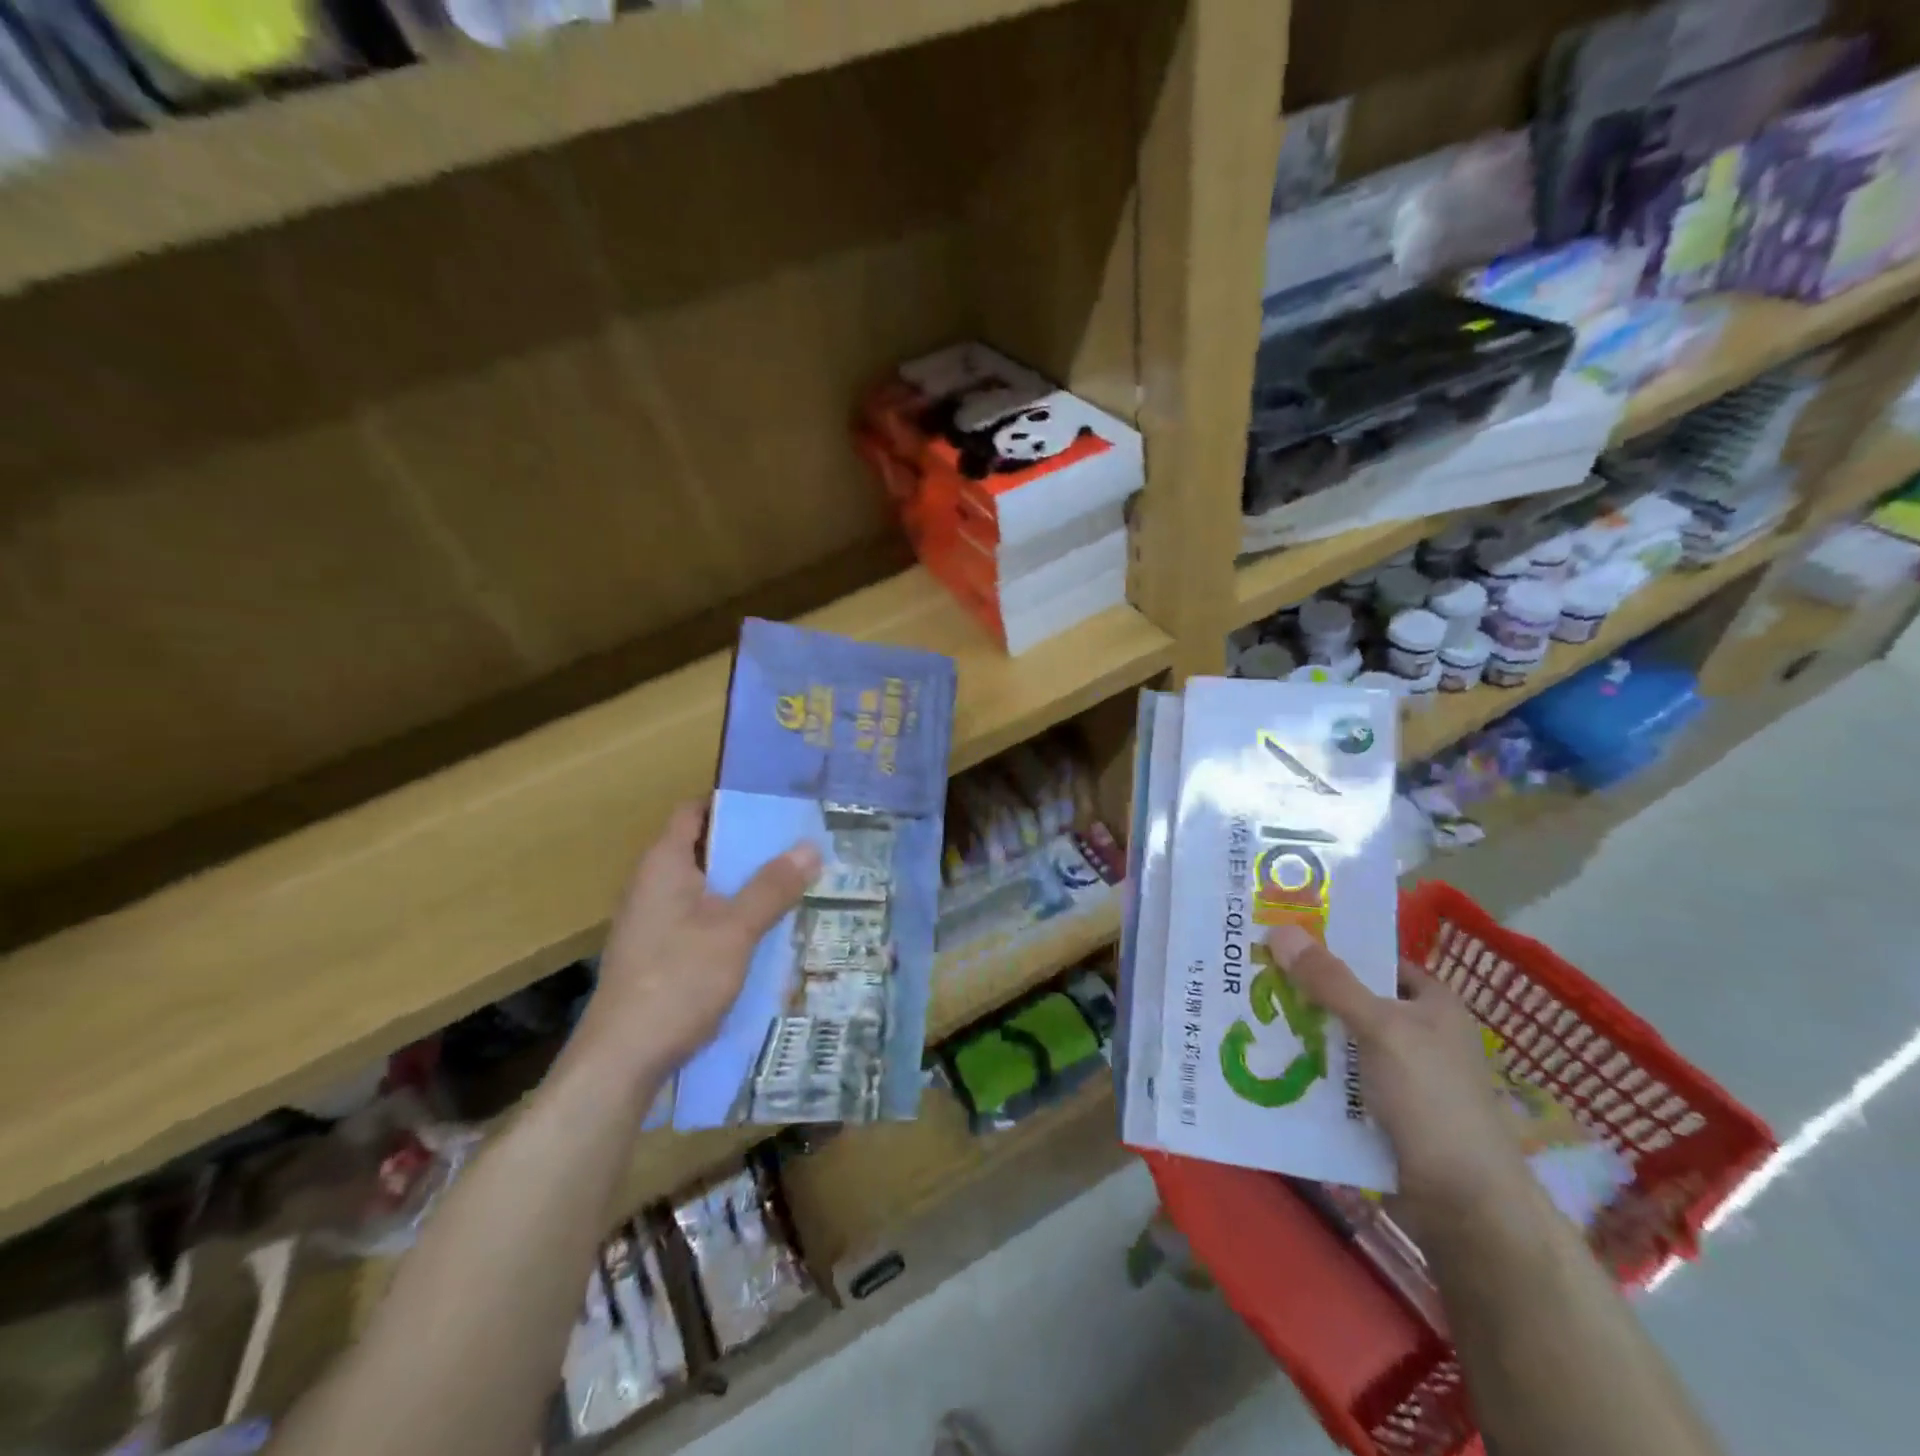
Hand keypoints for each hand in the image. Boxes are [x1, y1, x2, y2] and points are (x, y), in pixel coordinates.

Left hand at [575, 803, 821, 1092]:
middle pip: (705, 849)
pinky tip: (765, 931)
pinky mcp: (658, 953)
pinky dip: (731, 916)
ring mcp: (653, 922)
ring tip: (794, 883)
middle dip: (750, 847)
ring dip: (744, 885)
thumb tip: (810, 847)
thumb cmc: (677, 980)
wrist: (622, 1059)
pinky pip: (701, 919)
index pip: (695, 812)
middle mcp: (653, 885)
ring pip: (706, 888)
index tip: (776, 806)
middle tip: (799, 845)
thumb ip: (772, 887)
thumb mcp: (735, 930)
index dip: (732, 804)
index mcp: (664, 864)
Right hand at [1267, 924, 1532, 1219]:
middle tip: (1248, 970)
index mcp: (1432, 1004)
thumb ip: (1331, 981)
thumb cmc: (1432, 1100)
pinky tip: (1263, 1059)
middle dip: (1303, 989)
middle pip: (1349, 998)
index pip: (1375, 959)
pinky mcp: (1377, 1111)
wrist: (1462, 1205)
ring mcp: (1395, 1075)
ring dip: (1298, 1031)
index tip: (1279, 935)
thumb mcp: (1381, 1028)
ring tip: (1244, 1010)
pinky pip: (1333, 1077)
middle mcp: (1415, 1033)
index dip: (1332, 945)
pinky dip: (1304, 1068)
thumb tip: (1280, 929)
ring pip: (1336, 1040)